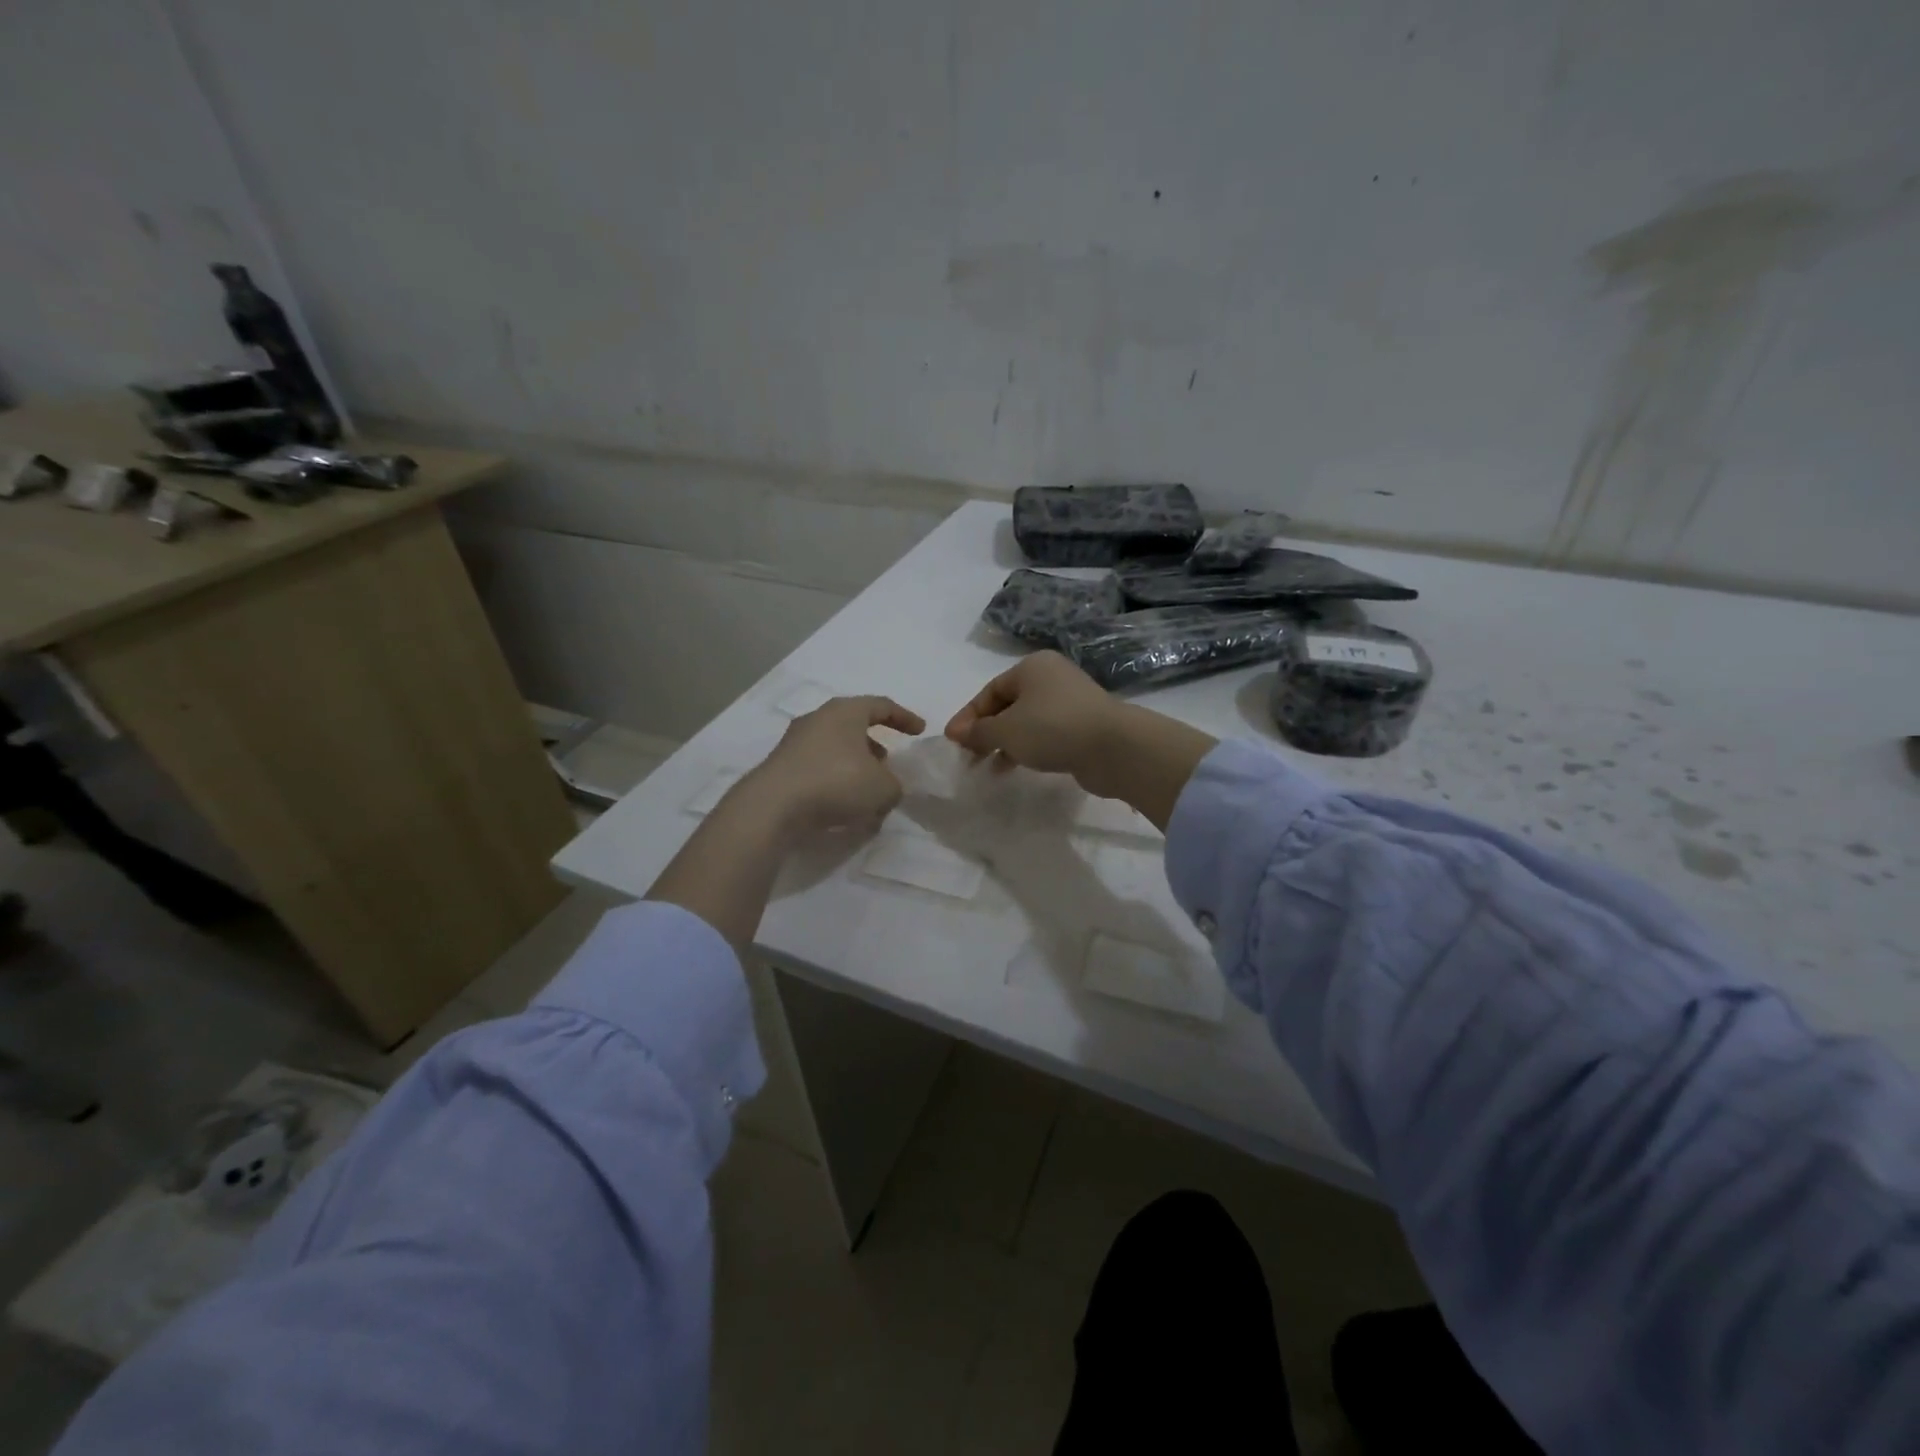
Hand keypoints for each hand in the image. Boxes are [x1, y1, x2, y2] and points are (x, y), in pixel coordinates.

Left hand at [740, 695, 925, 839]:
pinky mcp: (782, 765)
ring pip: (835, 747)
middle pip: (854, 725)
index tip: (920, 731)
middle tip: (889, 762)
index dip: (904, 718)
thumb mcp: (883, 788)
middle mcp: (818, 718)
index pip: (882, 705)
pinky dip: (835, 779)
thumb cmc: (836, 783)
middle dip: (875, 743)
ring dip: (854, 764)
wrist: (773, 806)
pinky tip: (842, 803)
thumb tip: (886, 786)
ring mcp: (795, 741)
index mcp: (846, 711)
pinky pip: (818, 767)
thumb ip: (894, 785)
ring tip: (867, 789)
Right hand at [945, 652, 1216, 828]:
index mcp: (1032, 667)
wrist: (1114, 747)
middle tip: (970, 757)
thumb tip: (958, 733)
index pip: (990, 691)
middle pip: (1008, 705)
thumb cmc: (1052, 728)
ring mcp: (1071, 702)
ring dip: (1006, 743)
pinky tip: (1018, 767)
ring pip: (1027, 721)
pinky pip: (1047, 735)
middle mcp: (1052, 678)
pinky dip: (1029, 748)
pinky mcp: (1084, 726)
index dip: (968, 717)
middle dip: (986, 731)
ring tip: (989, 767)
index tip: (954, 741)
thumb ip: (978, 732)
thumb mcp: (1006, 730)